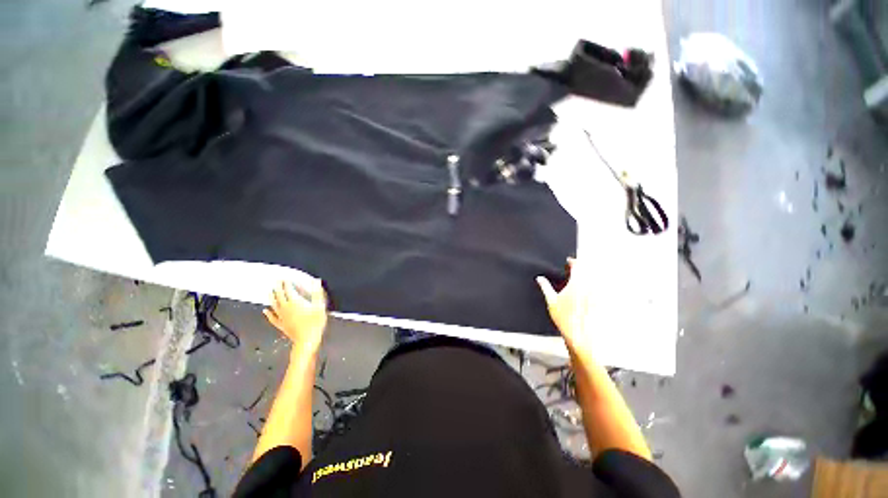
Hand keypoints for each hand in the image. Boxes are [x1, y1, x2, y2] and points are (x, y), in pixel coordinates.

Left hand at [263, 279, 327, 356]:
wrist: (307, 340)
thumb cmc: (315, 323)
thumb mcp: (320, 306)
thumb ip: (317, 293)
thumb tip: (316, 281)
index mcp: (295, 302)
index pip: (289, 290)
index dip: (286, 283)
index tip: (285, 278)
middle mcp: (286, 308)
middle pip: (280, 296)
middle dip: (278, 288)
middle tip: (276, 282)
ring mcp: (282, 317)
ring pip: (274, 305)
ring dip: (272, 297)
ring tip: (270, 292)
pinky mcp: (281, 325)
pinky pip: (272, 318)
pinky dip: (268, 314)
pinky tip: (265, 311)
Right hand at [536, 258, 592, 356]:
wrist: (582, 336)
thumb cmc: (565, 318)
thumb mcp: (551, 301)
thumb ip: (546, 287)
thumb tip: (539, 278)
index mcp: (577, 283)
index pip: (578, 265)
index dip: (573, 261)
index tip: (569, 261)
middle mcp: (590, 286)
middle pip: (589, 270)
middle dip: (582, 268)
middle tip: (574, 269)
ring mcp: (598, 294)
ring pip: (596, 278)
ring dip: (589, 276)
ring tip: (581, 280)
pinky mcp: (603, 302)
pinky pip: (601, 289)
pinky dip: (596, 286)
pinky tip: (589, 292)